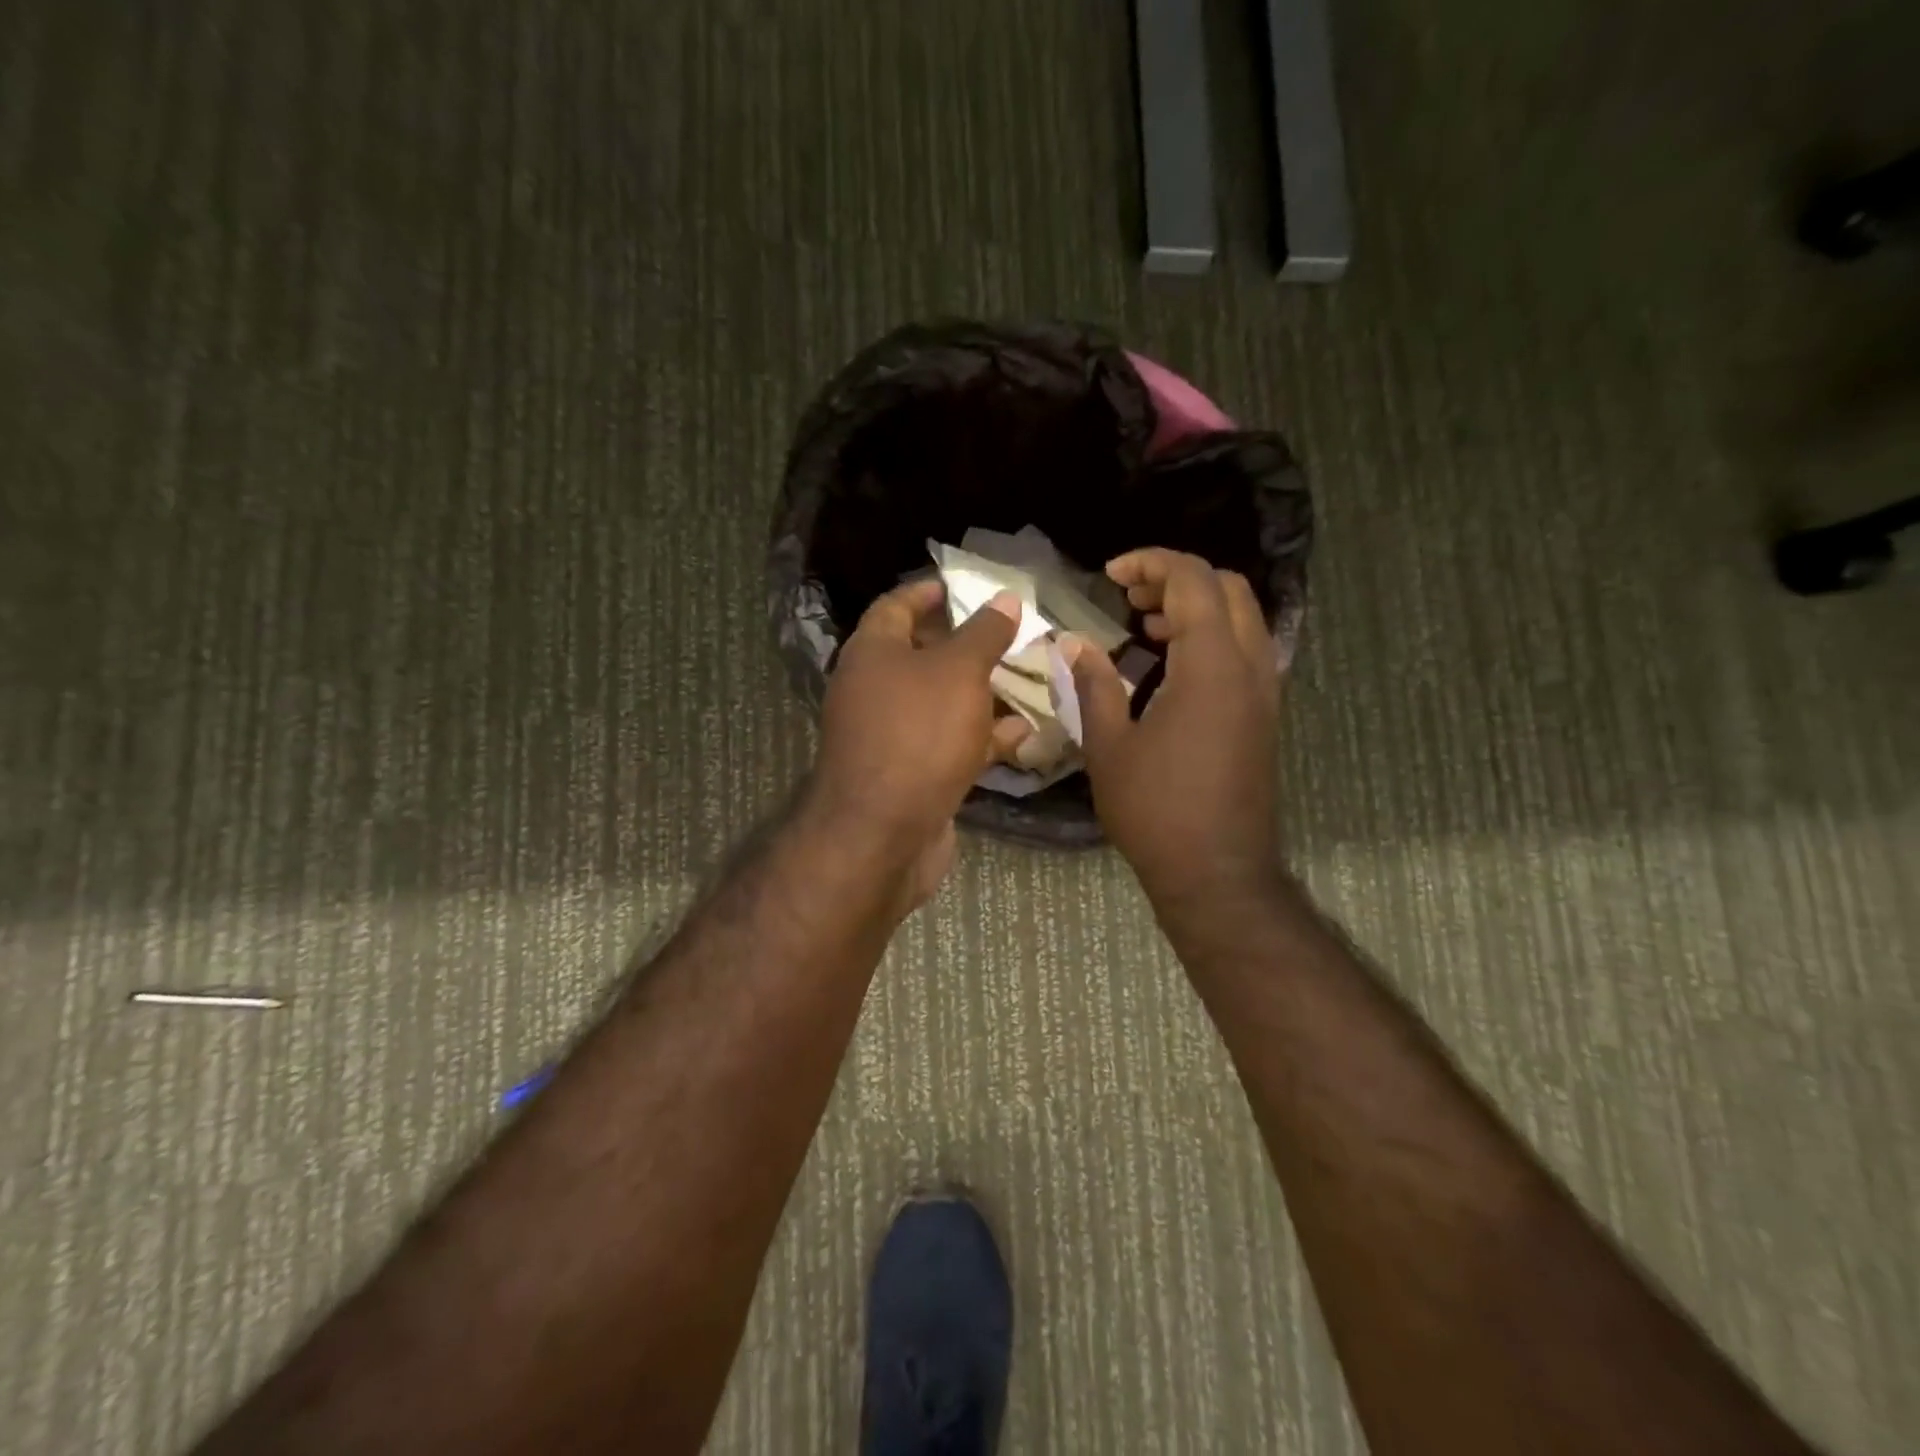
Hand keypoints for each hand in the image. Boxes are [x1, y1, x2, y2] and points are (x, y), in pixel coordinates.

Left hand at [806, 578, 1024, 903]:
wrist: (884, 835)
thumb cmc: (919, 735)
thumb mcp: (958, 672)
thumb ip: (984, 634)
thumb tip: (1003, 599)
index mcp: (873, 652)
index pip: (896, 606)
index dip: (929, 592)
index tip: (964, 587)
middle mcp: (874, 689)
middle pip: (922, 655)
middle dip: (967, 645)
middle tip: (1011, 635)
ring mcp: (892, 735)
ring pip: (942, 702)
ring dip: (982, 693)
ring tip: (1029, 679)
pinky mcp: (911, 774)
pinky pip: (949, 743)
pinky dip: (981, 737)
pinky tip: (1023, 734)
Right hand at [1067, 549, 1282, 908]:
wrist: (1217, 872)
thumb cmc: (1156, 810)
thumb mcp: (1110, 746)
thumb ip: (1093, 684)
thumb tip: (1073, 643)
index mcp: (1211, 666)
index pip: (1193, 581)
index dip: (1151, 563)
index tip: (1110, 573)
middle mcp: (1249, 667)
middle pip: (1228, 588)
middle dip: (1177, 578)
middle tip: (1129, 595)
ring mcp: (1263, 692)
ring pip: (1242, 617)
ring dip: (1196, 606)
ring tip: (1144, 623)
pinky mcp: (1263, 715)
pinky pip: (1244, 650)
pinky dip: (1210, 636)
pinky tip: (1169, 663)